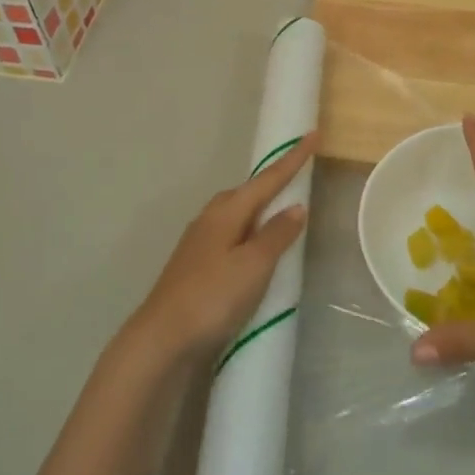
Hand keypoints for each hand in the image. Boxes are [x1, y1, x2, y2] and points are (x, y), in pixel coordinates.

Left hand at [124, 137, 313, 365]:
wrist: (162, 339)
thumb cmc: (212, 297)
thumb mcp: (253, 266)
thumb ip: (276, 235)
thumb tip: (296, 206)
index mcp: (226, 212)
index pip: (267, 179)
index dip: (292, 159)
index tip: (312, 134)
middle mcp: (210, 219)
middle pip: (247, 192)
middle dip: (272, 181)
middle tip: (297, 174)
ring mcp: (200, 242)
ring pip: (236, 213)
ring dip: (259, 208)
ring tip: (280, 211)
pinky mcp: (196, 266)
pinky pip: (230, 235)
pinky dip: (249, 232)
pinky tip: (253, 248)